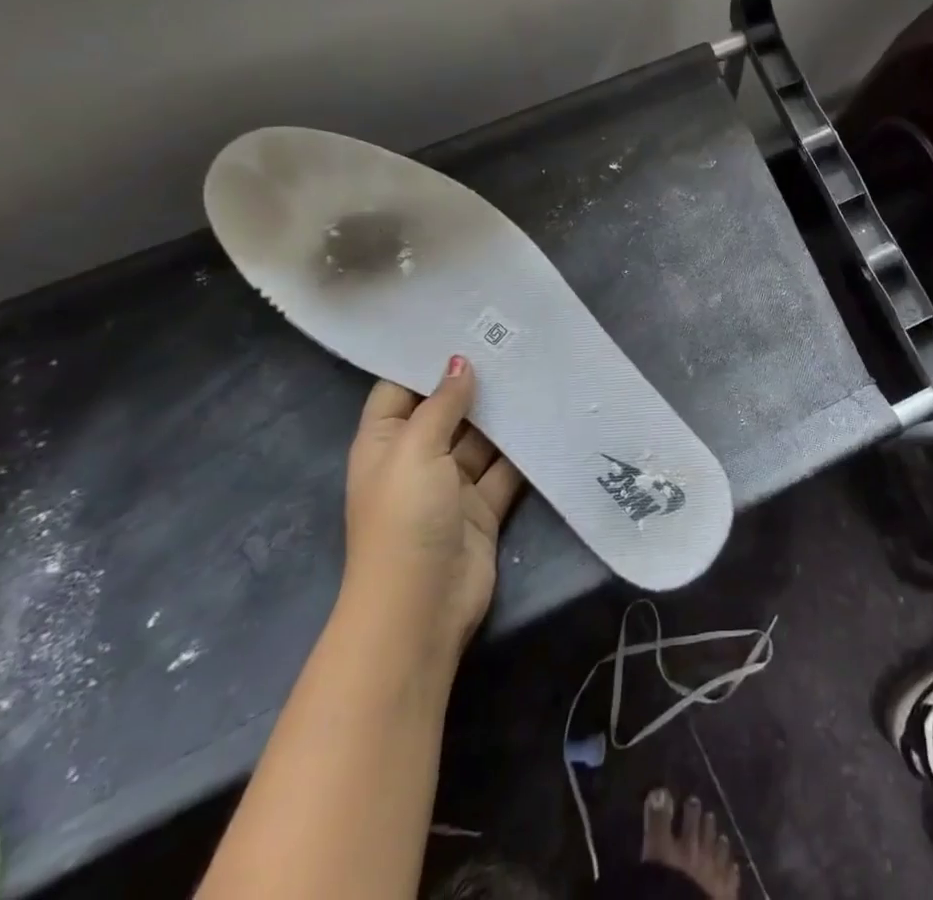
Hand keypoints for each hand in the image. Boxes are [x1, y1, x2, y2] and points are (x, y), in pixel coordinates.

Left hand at [342, 358, 524, 651]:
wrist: (421, 608)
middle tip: (514, 339)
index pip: (402, 388)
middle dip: (476, 381)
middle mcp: (416, 458)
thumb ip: (442, 404)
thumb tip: (459, 361)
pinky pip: (505, 468)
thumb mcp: (415, 451)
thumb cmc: (404, 519)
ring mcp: (451, 484)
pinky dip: (524, 448)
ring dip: (504, 412)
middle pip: (447, 410)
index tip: (465, 324)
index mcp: (385, 442)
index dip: (428, 359)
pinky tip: (548, 416)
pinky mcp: (483, 506)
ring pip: (482, 437)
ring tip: (538, 368)